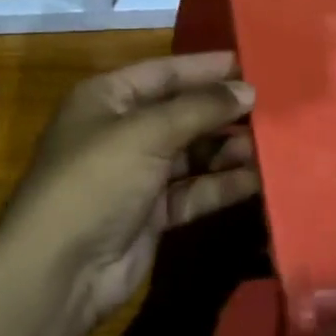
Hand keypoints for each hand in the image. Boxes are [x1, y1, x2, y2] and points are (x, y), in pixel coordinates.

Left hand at [1, 52, 258, 326]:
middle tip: (275, 107)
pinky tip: (259, 179)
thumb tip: (247, 90)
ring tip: (272, 143)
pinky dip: (222, 184)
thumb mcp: (146, 133)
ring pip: (193, 153)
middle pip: (182, 112)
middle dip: (224, 111)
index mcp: (108, 97)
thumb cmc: (97, 180)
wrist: (59, 271)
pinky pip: (194, 189)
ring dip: (229, 149)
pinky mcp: (152, 213)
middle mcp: (122, 130)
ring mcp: (137, 174)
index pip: (165, 72)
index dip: (207, 68)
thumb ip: (200, 108)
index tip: (253, 64)